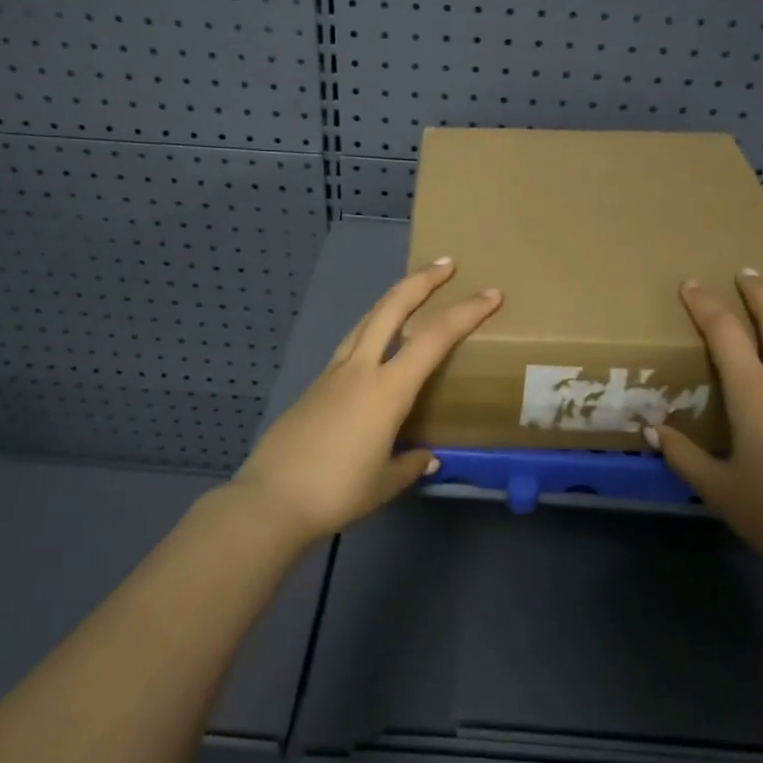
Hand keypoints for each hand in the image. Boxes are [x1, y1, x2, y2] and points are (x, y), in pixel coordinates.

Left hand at [231, 260, 501, 545]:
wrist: (271, 498)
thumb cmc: (336, 492)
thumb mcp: (384, 483)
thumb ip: (410, 464)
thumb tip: (427, 457)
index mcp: (387, 390)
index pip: (434, 339)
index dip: (466, 313)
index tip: (491, 295)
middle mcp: (360, 370)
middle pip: (392, 308)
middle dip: (420, 281)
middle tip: (445, 264)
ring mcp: (333, 373)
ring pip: (366, 319)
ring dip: (392, 298)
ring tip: (411, 291)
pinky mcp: (315, 385)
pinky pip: (350, 344)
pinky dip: (371, 329)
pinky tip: (375, 345)